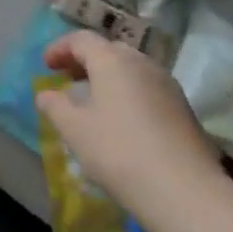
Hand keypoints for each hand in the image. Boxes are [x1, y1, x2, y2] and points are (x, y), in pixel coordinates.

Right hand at [34, 31, 223, 222]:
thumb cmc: (119, 152)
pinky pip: (148, 89)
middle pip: (109, 50)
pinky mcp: (184, 109)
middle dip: (85, 61)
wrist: (186, 192)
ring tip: (95, 102)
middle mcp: (142, 63)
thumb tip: (46, 94)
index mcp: (112, 60)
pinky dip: (129, 93)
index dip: (60, 48)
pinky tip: (123, 121)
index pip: (81, 39)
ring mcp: (167, 84)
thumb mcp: (75, 130)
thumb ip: (55, 106)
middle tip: (69, 79)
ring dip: (109, 78)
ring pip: (131, 70)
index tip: (46, 66)